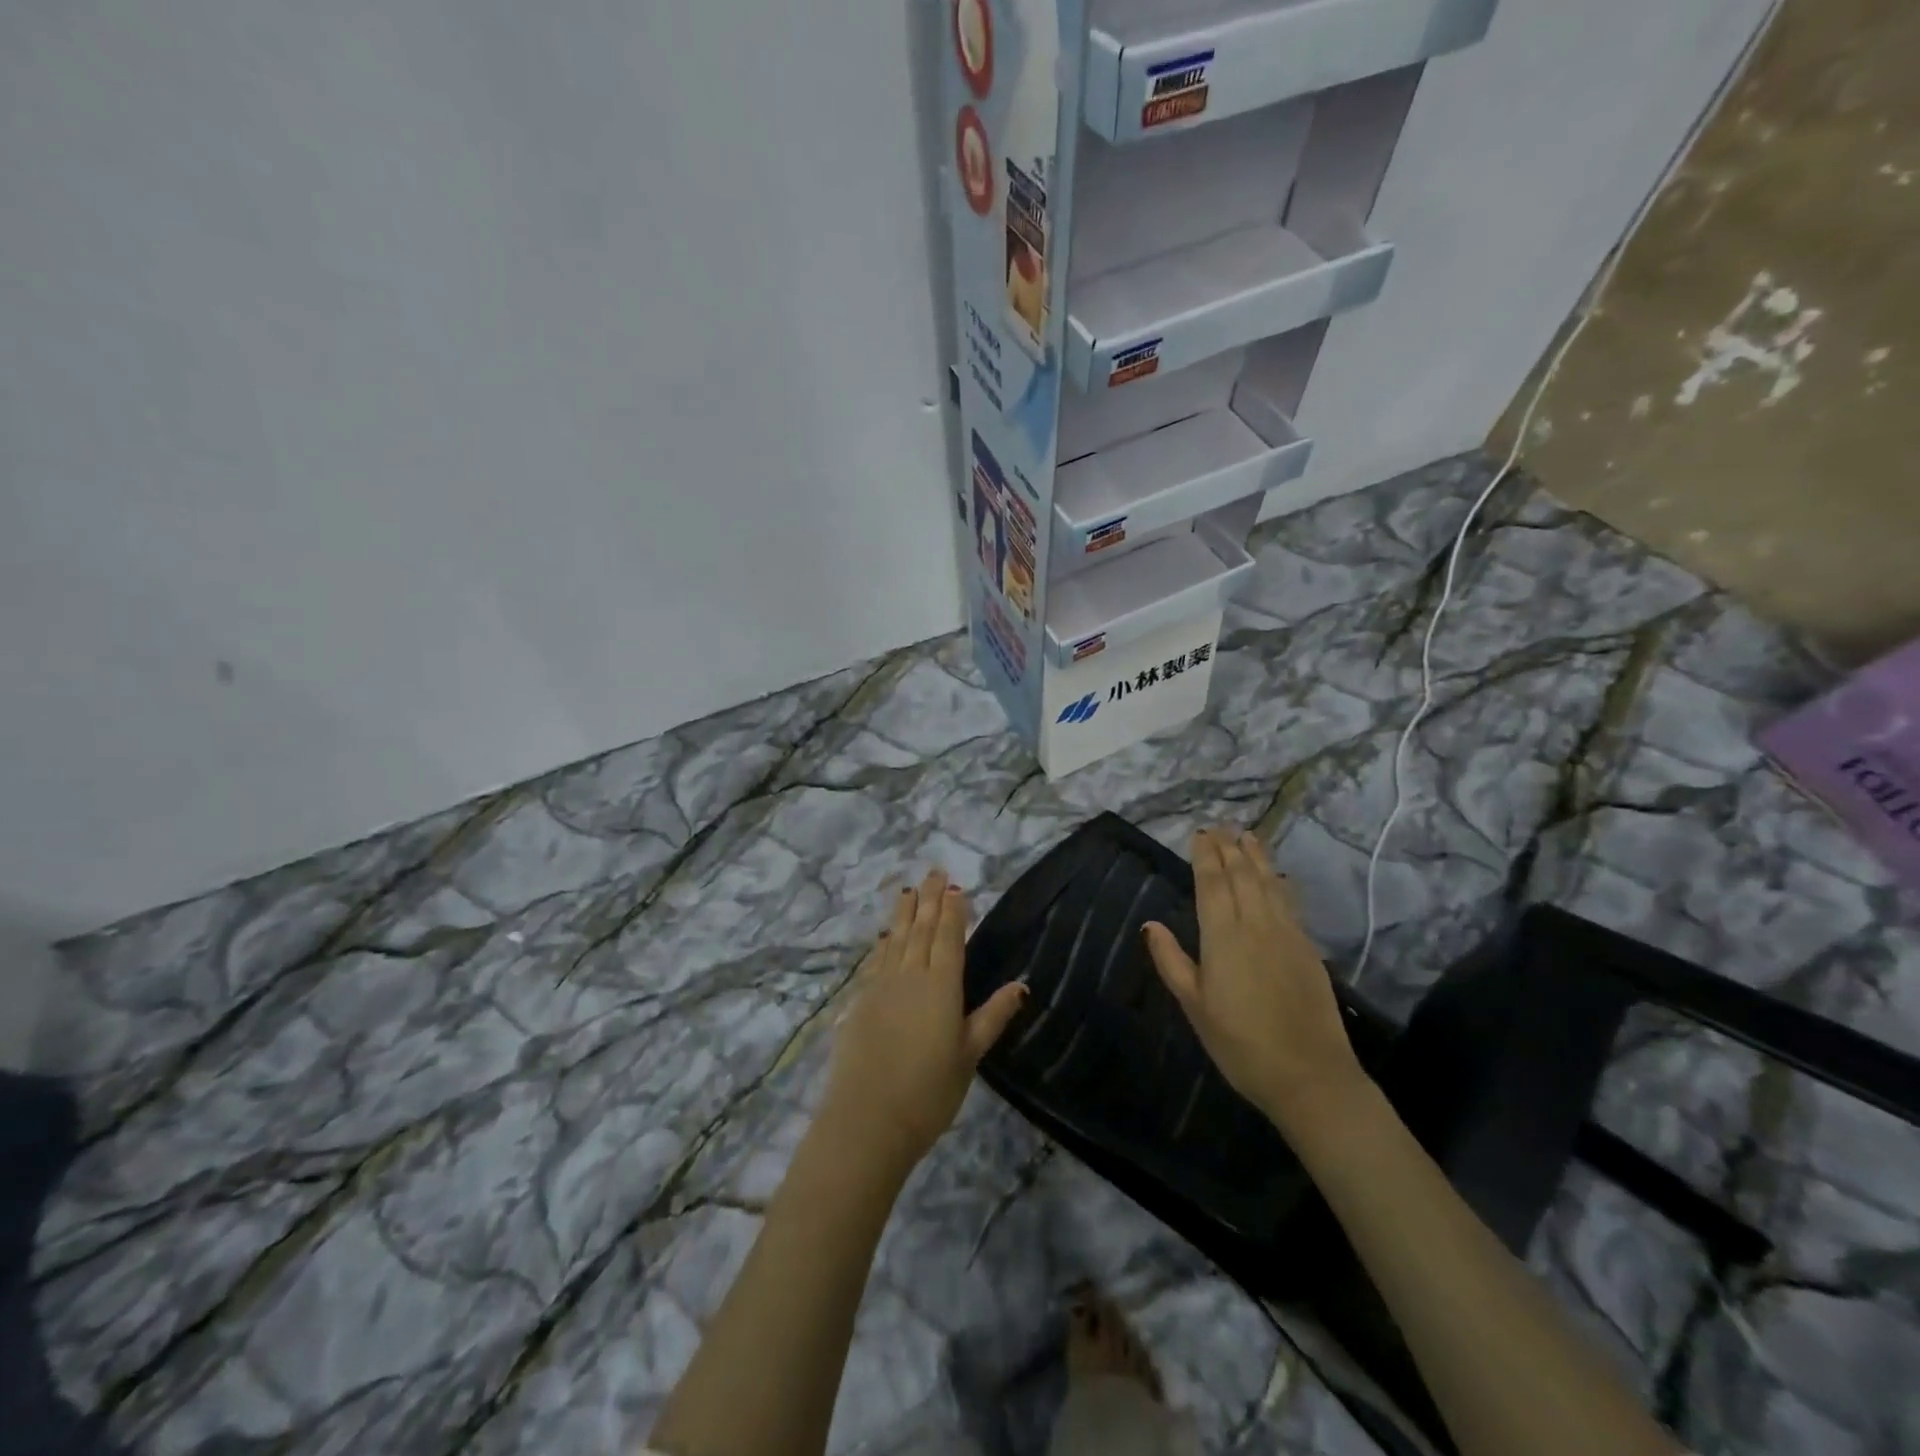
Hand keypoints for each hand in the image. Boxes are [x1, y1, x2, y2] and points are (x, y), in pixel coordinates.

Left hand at [818, 870, 1027, 1174]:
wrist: (867, 1121)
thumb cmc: (928, 1092)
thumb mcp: (969, 1056)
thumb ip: (993, 1016)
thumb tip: (1021, 985)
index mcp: (941, 986)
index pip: (949, 937)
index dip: (954, 910)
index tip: (956, 887)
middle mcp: (910, 976)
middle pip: (921, 929)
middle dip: (930, 899)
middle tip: (934, 872)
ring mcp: (881, 987)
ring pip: (896, 939)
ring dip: (904, 913)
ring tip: (909, 890)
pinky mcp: (859, 1002)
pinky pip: (875, 960)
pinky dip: (883, 942)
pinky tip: (885, 934)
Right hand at [1144, 829, 1364, 1130]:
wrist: (1309, 1076)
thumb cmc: (1240, 1044)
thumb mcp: (1194, 1006)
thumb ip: (1171, 962)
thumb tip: (1151, 925)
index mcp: (1223, 937)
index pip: (1212, 884)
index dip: (1205, 856)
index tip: (1200, 834)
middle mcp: (1256, 925)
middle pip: (1242, 875)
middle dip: (1229, 848)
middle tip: (1220, 826)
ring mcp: (1287, 935)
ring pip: (1269, 883)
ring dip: (1256, 856)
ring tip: (1247, 835)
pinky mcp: (1307, 948)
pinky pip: (1289, 902)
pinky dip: (1279, 881)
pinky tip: (1276, 876)